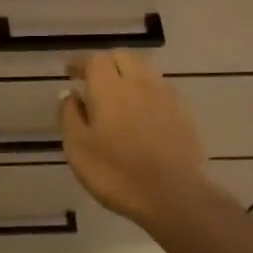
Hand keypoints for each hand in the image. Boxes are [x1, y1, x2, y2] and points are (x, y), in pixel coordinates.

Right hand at [60, 51, 231, 231]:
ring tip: (116, 90)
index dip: (80, 62)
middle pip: (123, 56)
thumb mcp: (78, 148)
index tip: (69, 73)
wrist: (174, 196)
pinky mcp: (183, 113)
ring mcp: (165, 97)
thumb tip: (69, 93)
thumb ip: (70, 116)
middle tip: (92, 78)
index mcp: (110, 88)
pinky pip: (160, 88)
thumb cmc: (116, 174)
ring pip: (145, 69)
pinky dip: (146, 89)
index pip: (94, 60)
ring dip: (128, 71)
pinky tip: (140, 108)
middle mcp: (139, 84)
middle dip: (106, 62)